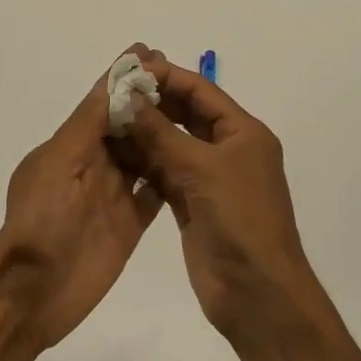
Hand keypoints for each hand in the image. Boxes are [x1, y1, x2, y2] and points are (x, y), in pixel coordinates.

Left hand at [0, 45, 166, 351]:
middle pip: (124, 126)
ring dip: (161, 133)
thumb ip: (86, 125)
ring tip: (195, 109)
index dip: (123, 78)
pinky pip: (153, 193)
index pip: (99, 103)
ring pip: (141, 156)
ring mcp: (110, 196)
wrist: (34, 291)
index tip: (150, 52)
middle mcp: (90, 166)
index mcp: (68, 146)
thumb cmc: (41, 220)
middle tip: (182, 77)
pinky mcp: (128, 224)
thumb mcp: (59, 163)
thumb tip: (111, 82)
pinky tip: (194, 158)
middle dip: (148, 101)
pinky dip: (169, 175)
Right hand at [124, 59, 326, 342]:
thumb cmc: (239, 219)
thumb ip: (161, 131)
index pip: (201, 91)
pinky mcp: (190, 204)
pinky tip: (113, 151)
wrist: (255, 291)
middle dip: (151, 102)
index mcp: (243, 133)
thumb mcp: (201, 167)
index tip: (129, 69)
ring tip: (105, 117)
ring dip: (142, 132)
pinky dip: (141, 162)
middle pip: (185, 115)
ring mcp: (208, 179)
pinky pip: (162, 173)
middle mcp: (227, 150)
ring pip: (170, 144)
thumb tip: (129, 95)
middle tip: (111, 92)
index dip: (166, 77)